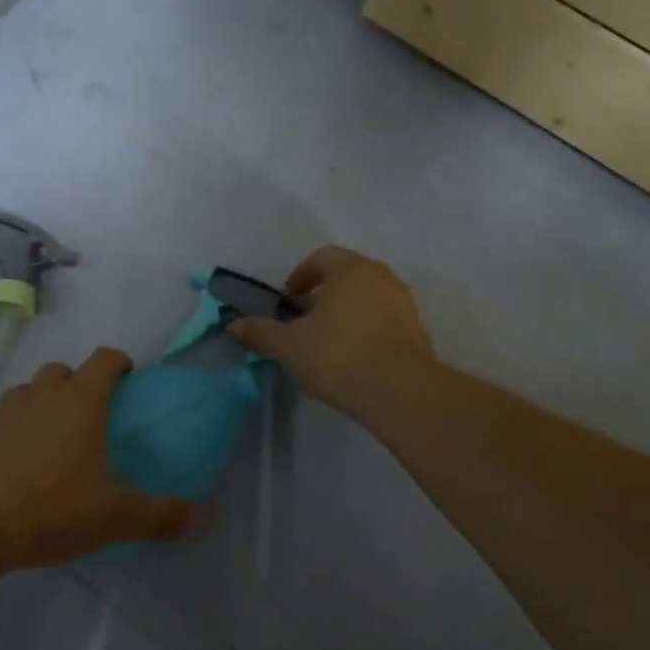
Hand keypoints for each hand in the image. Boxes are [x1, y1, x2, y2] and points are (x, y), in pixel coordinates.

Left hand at [0, 348, 195, 569]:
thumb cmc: (50, 508)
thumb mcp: (113, 517)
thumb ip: (160, 516)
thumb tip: (202, 518)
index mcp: (79, 401)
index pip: (103, 360)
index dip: (118, 362)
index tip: (127, 375)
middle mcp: (40, 395)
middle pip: (61, 371)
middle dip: (76, 383)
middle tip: (88, 415)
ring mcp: (1, 411)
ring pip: (27, 393)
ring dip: (40, 405)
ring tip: (48, 442)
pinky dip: (10, 432)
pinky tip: (11, 467)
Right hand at [229, 245, 436, 420]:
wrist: (401, 392)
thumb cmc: (339, 356)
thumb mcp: (290, 346)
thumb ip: (261, 333)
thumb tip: (232, 326)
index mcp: (350, 270)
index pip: (322, 257)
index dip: (301, 275)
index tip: (289, 300)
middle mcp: (380, 277)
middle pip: (346, 276)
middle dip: (323, 295)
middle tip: (304, 321)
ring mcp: (403, 303)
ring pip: (367, 298)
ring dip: (345, 313)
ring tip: (327, 343)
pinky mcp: (417, 330)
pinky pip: (384, 320)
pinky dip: (366, 330)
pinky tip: (353, 359)